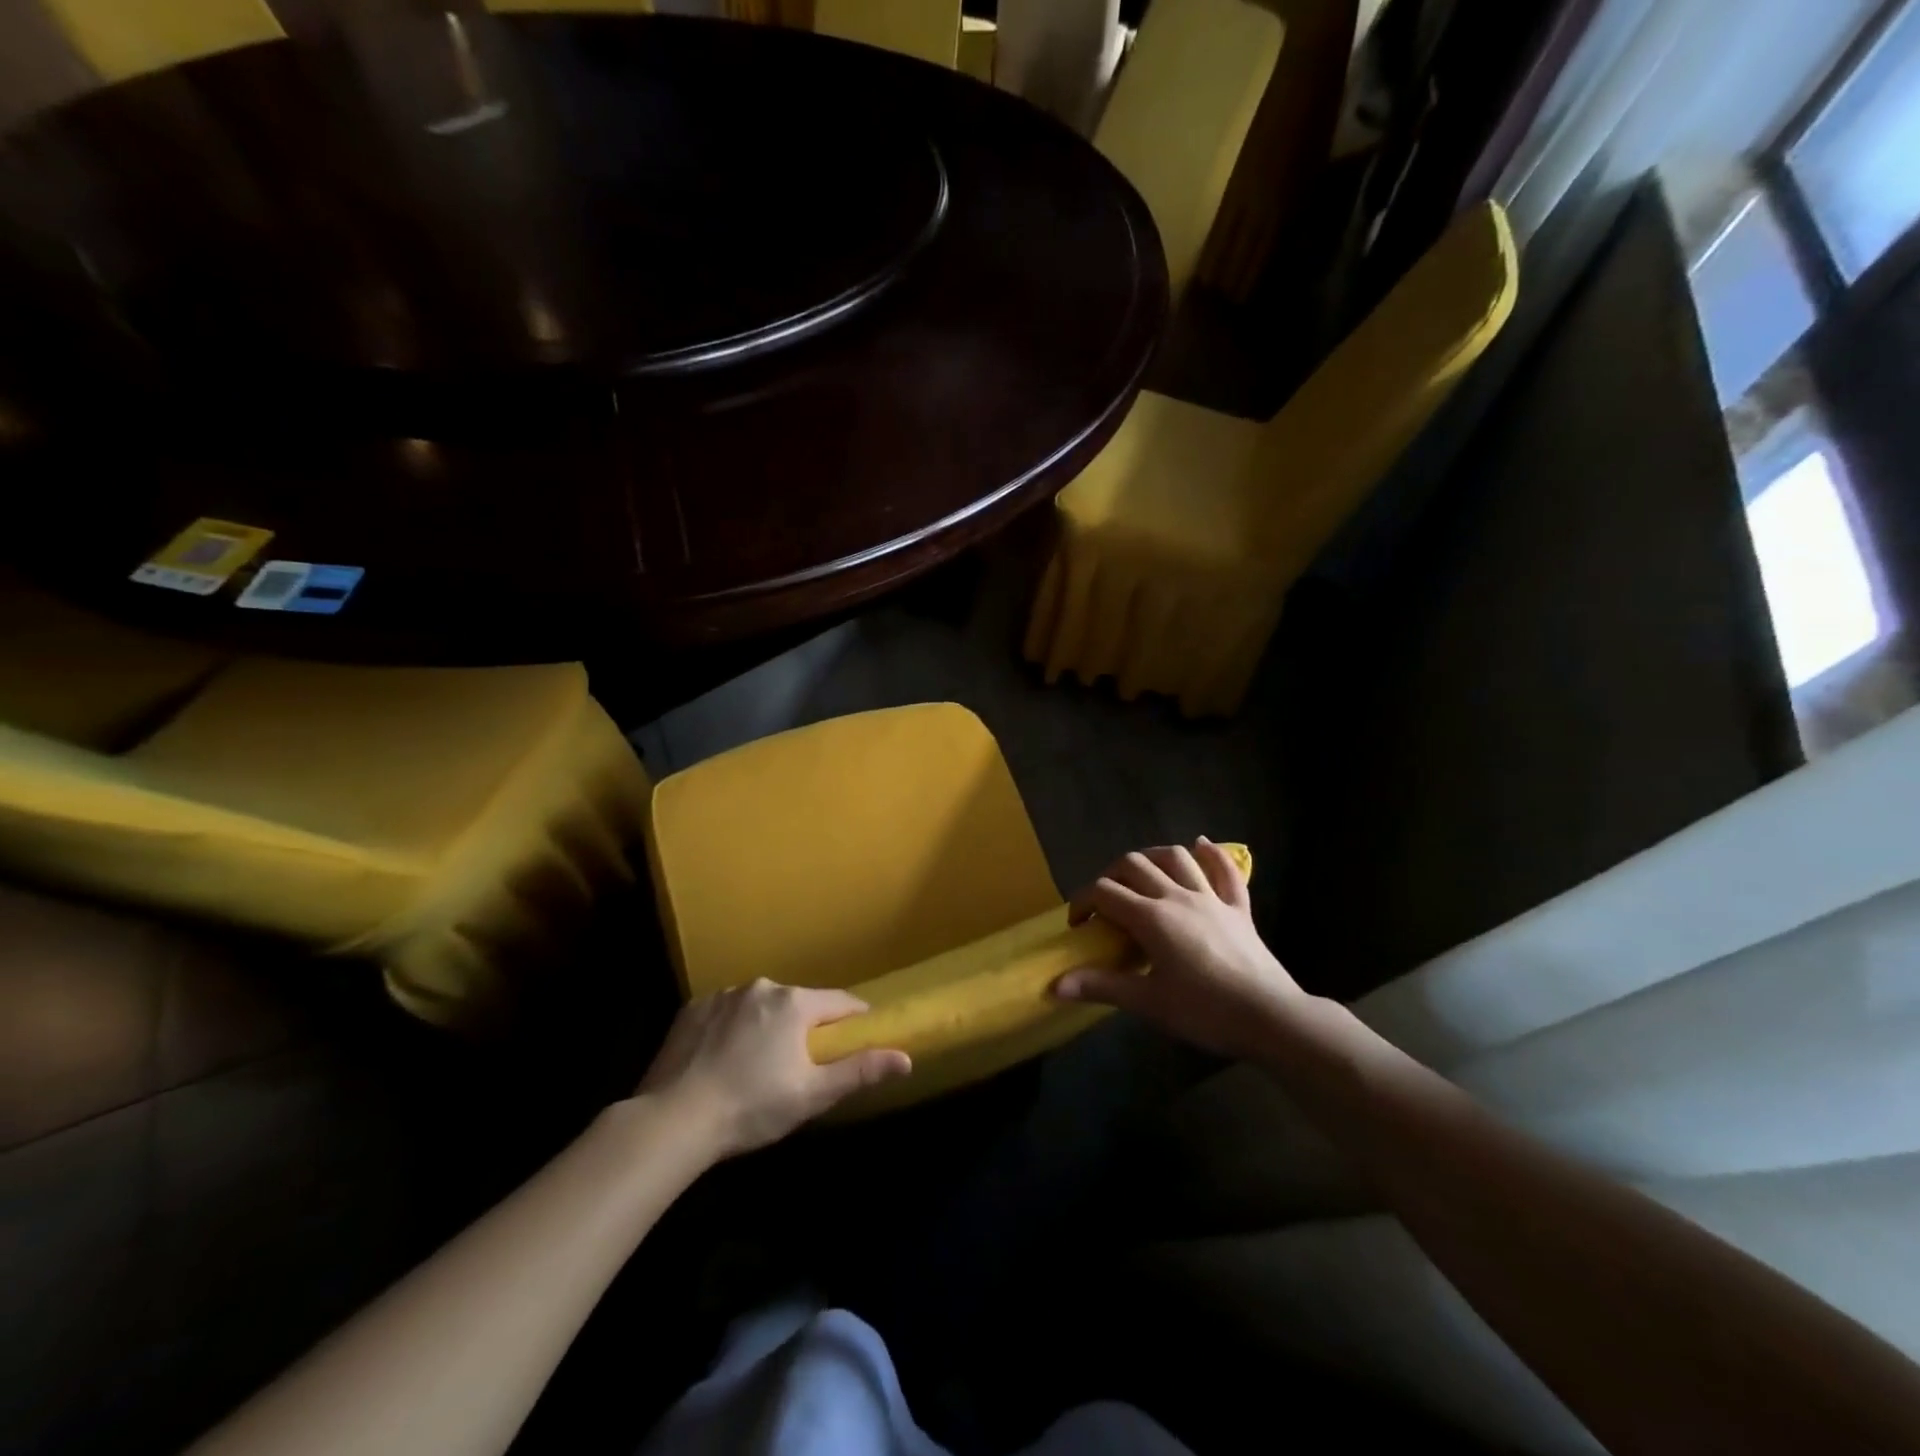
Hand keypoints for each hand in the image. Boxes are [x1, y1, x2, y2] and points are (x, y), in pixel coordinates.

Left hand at [638, 981, 911, 1157]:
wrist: (673, 1120)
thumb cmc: (752, 1107)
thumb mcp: (813, 1095)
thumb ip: (860, 1071)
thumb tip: (906, 1058)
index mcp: (795, 1003)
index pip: (839, 1002)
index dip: (854, 1019)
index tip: (859, 1036)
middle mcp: (761, 987)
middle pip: (798, 1003)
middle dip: (805, 1027)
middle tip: (801, 1064)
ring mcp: (723, 995)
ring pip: (760, 1006)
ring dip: (767, 1026)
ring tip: (757, 1064)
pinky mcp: (692, 1008)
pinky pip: (726, 1012)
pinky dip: (732, 1029)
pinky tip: (723, 1060)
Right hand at [1053, 838, 1303, 1060]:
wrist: (1270, 1017)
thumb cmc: (1204, 1011)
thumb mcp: (1147, 1002)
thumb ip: (1101, 986)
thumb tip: (1054, 985)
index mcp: (1151, 917)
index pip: (1104, 892)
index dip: (1083, 902)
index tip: (1077, 924)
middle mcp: (1177, 896)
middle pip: (1134, 865)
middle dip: (1111, 875)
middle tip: (1105, 902)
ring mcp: (1211, 898)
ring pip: (1176, 858)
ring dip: (1152, 856)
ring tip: (1141, 872)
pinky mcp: (1239, 908)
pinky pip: (1226, 871)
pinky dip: (1211, 855)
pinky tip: (1201, 845)